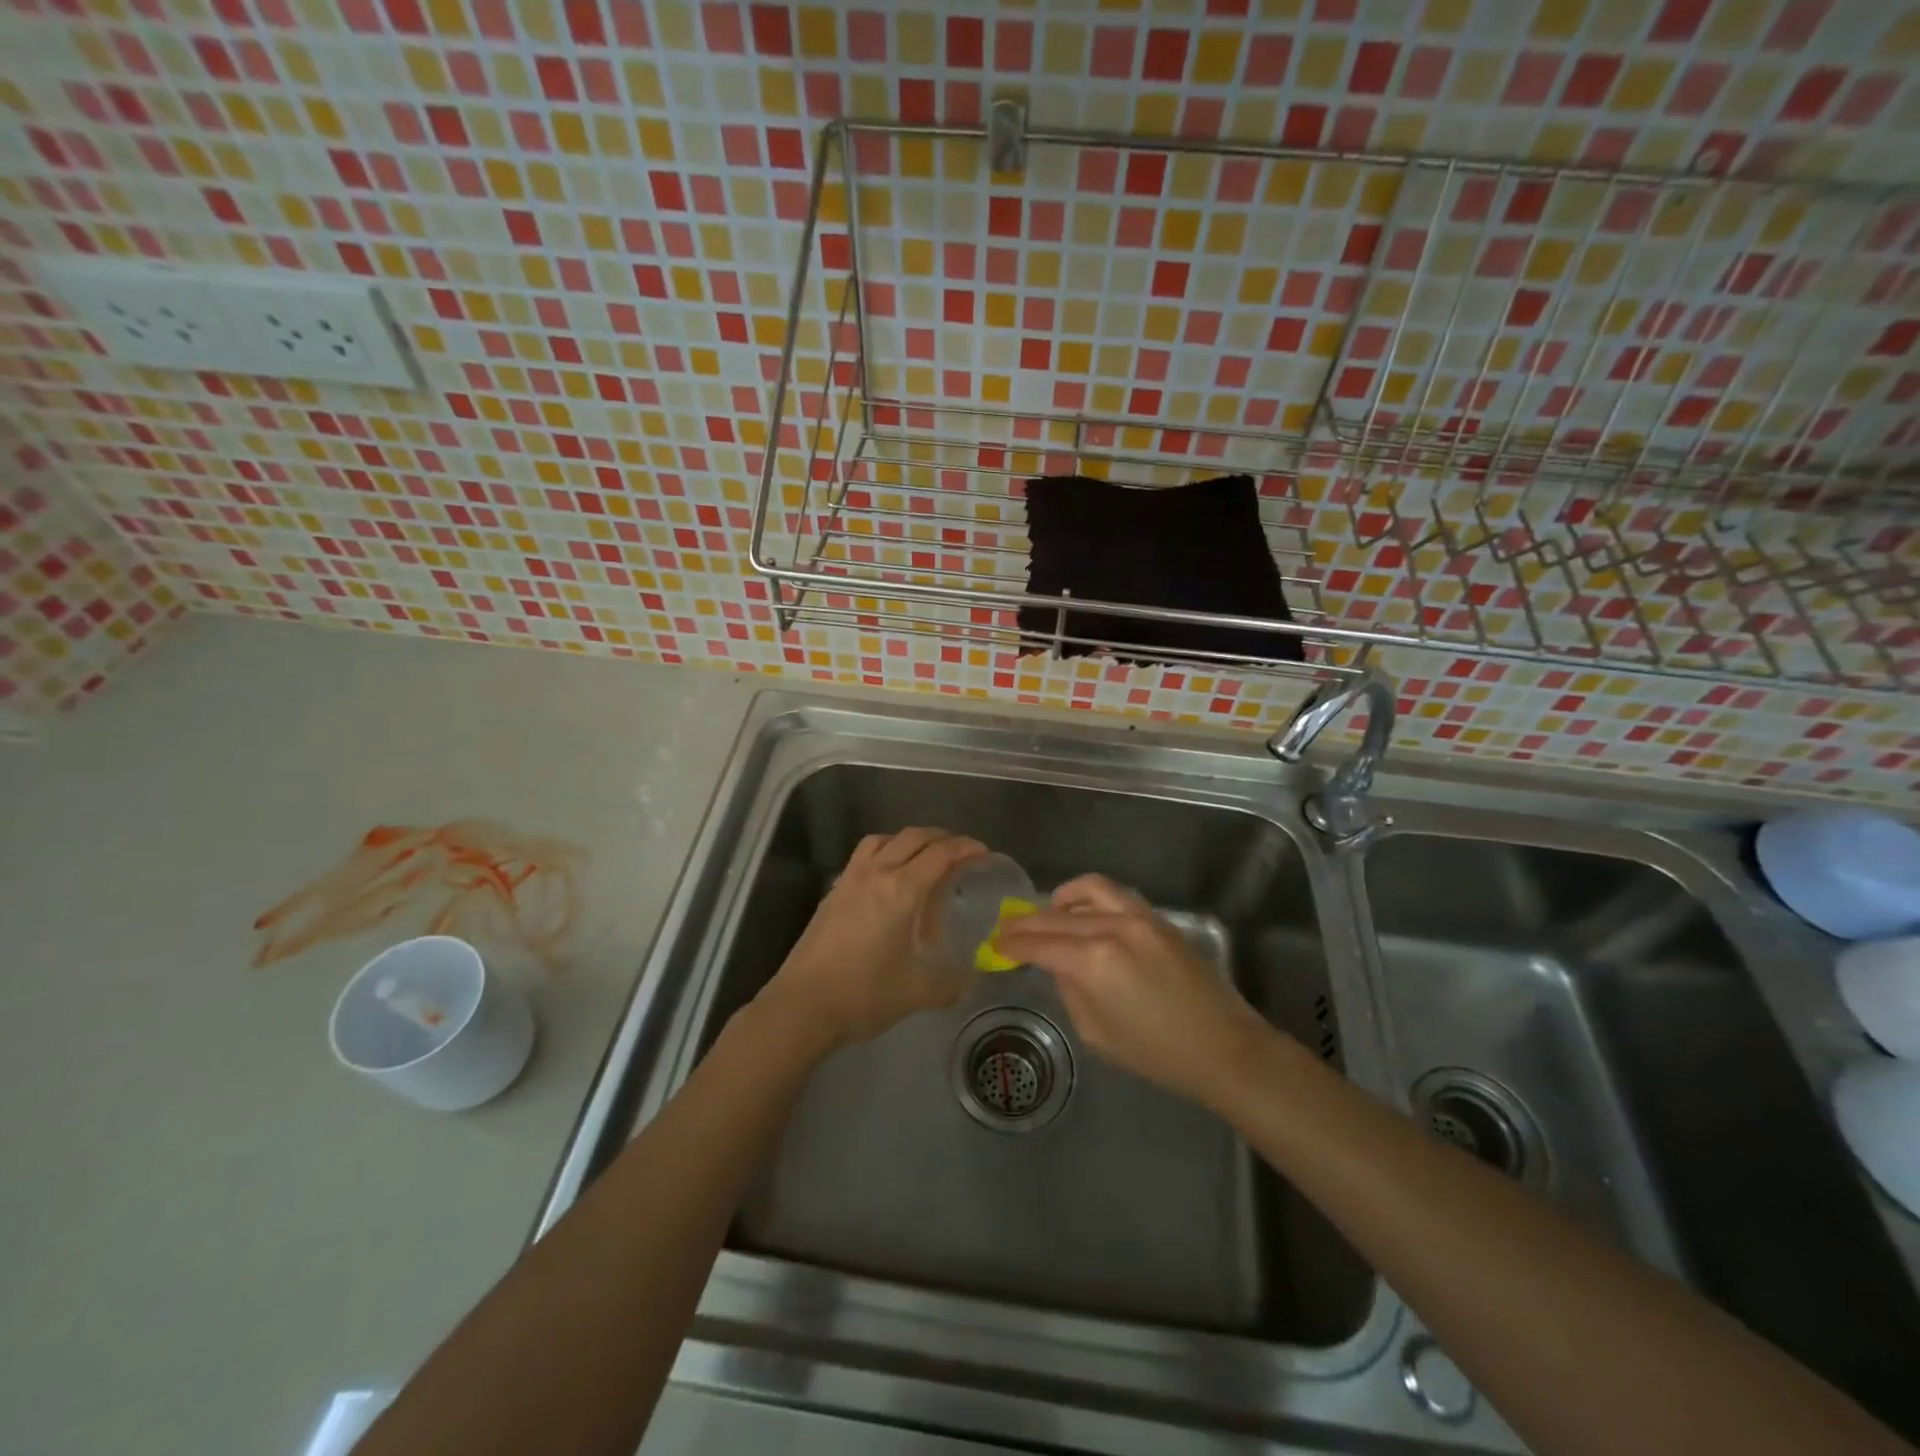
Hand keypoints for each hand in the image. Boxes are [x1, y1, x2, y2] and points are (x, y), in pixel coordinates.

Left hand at [757, 827, 986, 1054]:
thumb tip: (968, 984)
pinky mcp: (833, 892)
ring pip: (883, 839)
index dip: (966, 848)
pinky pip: (863, 856)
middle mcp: (876, 874)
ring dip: (908, 840)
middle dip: (941, 838)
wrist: (802, 1005)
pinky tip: (888, 880)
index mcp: (902, 890)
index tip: (983, 853)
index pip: (941, 854)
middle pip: (913, 837)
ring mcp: (850, 879)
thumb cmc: (864, 994)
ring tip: (923, 858)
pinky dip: (884, 853)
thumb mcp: (916, 993)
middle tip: (960, 853)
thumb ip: (949, 985)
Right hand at [994, 874, 1273, 1107]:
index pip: (1039, 943)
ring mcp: (1139, 918)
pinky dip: (1090, 899)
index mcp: (1093, 961)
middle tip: (1007, 929)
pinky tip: (1084, 915)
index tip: (995, 944)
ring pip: (1088, 890)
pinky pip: (1115, 896)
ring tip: (1048, 913)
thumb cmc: (1157, 1053)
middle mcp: (1112, 928)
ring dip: (1061, 900)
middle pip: (1057, 916)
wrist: (1223, 1047)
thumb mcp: (1097, 1033)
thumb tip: (1058, 965)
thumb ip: (1070, 990)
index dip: (1013, 943)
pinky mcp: (1158, 919)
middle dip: (1027, 922)